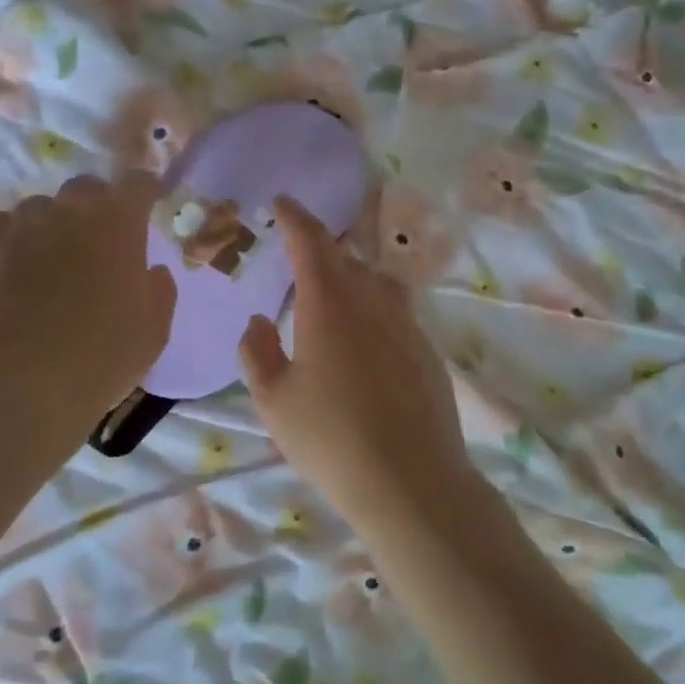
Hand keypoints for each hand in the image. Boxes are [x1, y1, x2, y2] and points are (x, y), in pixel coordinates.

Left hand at [0, 172, 176, 420]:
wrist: (26, 384)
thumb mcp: (154, 330)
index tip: (148, 207)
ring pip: (41, 206)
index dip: (145, 192)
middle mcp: (70, 211)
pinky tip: (15, 262)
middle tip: (100, 240)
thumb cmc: (103, 357)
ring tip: (53, 256)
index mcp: (119, 224)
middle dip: (98, 205)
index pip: (137, 183)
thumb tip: (150, 270)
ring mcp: (22, 226)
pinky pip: (1, 224)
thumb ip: (159, 290)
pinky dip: (13, 236)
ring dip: (53, 223)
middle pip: (87, 188)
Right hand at [239, 197, 491, 537]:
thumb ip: (257, 352)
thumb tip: (258, 321)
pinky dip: (375, 306)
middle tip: (299, 255)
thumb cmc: (330, 439)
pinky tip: (365, 339)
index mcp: (329, 304)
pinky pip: (396, 311)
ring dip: (352, 275)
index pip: (311, 242)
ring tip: (334, 293)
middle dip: (320, 248)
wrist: (410, 481)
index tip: (283, 203)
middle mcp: (372, 302)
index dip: (296, 218)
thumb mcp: (273, 401)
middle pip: (346, 258)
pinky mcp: (427, 351)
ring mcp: (406, 325)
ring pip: (377, 281)